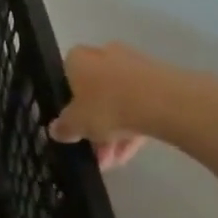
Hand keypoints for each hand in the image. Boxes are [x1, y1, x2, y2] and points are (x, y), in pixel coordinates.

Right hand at [49, 42, 206, 169]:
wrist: (162, 101)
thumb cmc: (107, 106)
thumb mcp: (76, 124)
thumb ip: (64, 127)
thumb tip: (55, 129)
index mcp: (79, 59)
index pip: (67, 76)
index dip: (69, 102)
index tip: (73, 124)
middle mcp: (105, 55)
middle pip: (96, 92)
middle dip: (95, 124)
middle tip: (96, 152)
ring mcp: (135, 66)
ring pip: (119, 101)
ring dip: (114, 132)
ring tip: (116, 161)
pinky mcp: (160, 80)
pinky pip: (140, 105)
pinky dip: (134, 127)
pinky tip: (132, 153)